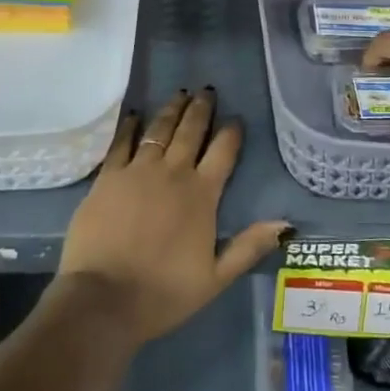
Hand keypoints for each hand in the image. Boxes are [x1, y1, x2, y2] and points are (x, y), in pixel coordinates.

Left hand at [58, 89, 288, 343]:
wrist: (104, 299)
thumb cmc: (163, 292)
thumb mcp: (216, 278)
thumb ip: (249, 247)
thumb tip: (286, 223)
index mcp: (202, 195)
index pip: (223, 152)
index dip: (231, 132)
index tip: (236, 119)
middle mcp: (173, 173)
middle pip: (191, 131)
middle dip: (201, 109)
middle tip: (207, 91)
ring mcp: (137, 171)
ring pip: (159, 129)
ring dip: (171, 109)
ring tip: (180, 93)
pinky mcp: (108, 177)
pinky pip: (121, 143)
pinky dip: (130, 126)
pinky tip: (134, 115)